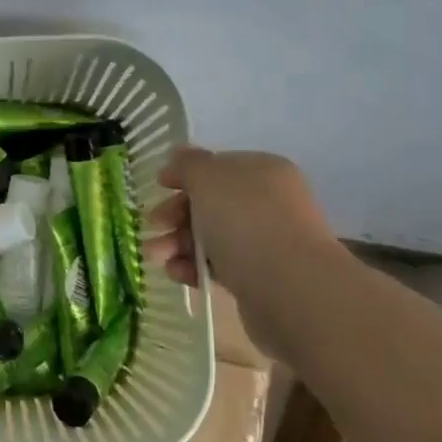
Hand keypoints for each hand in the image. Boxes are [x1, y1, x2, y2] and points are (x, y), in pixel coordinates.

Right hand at [142, 147, 338, 298]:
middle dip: (175, 214)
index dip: (185, 174)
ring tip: (155, 256)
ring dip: (177, 243)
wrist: (288, 287)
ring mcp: (266, 241)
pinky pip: (219, 265)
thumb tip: (179, 154)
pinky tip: (178, 274)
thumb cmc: (244, 220)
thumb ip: (189, 164)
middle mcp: (268, 202)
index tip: (159, 186)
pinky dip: (194, 267)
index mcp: (262, 171)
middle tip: (153, 225)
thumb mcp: (207, 178)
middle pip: (210, 203)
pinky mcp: (259, 277)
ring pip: (211, 236)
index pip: (217, 167)